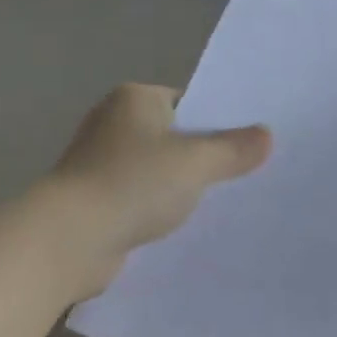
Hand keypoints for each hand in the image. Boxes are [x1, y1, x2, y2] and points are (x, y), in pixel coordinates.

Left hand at [43, 85, 270, 298]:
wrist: (70, 238)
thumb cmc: (133, 183)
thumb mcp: (195, 163)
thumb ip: (233, 150)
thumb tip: (267, 135)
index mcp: (133, 99)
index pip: (187, 101)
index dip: (218, 121)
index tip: (248, 144)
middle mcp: (113, 123)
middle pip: (172, 136)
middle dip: (203, 156)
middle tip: (245, 174)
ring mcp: (101, 163)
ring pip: (157, 171)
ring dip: (180, 187)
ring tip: (223, 204)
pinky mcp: (96, 200)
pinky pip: (140, 198)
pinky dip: (159, 209)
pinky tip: (186, 227)